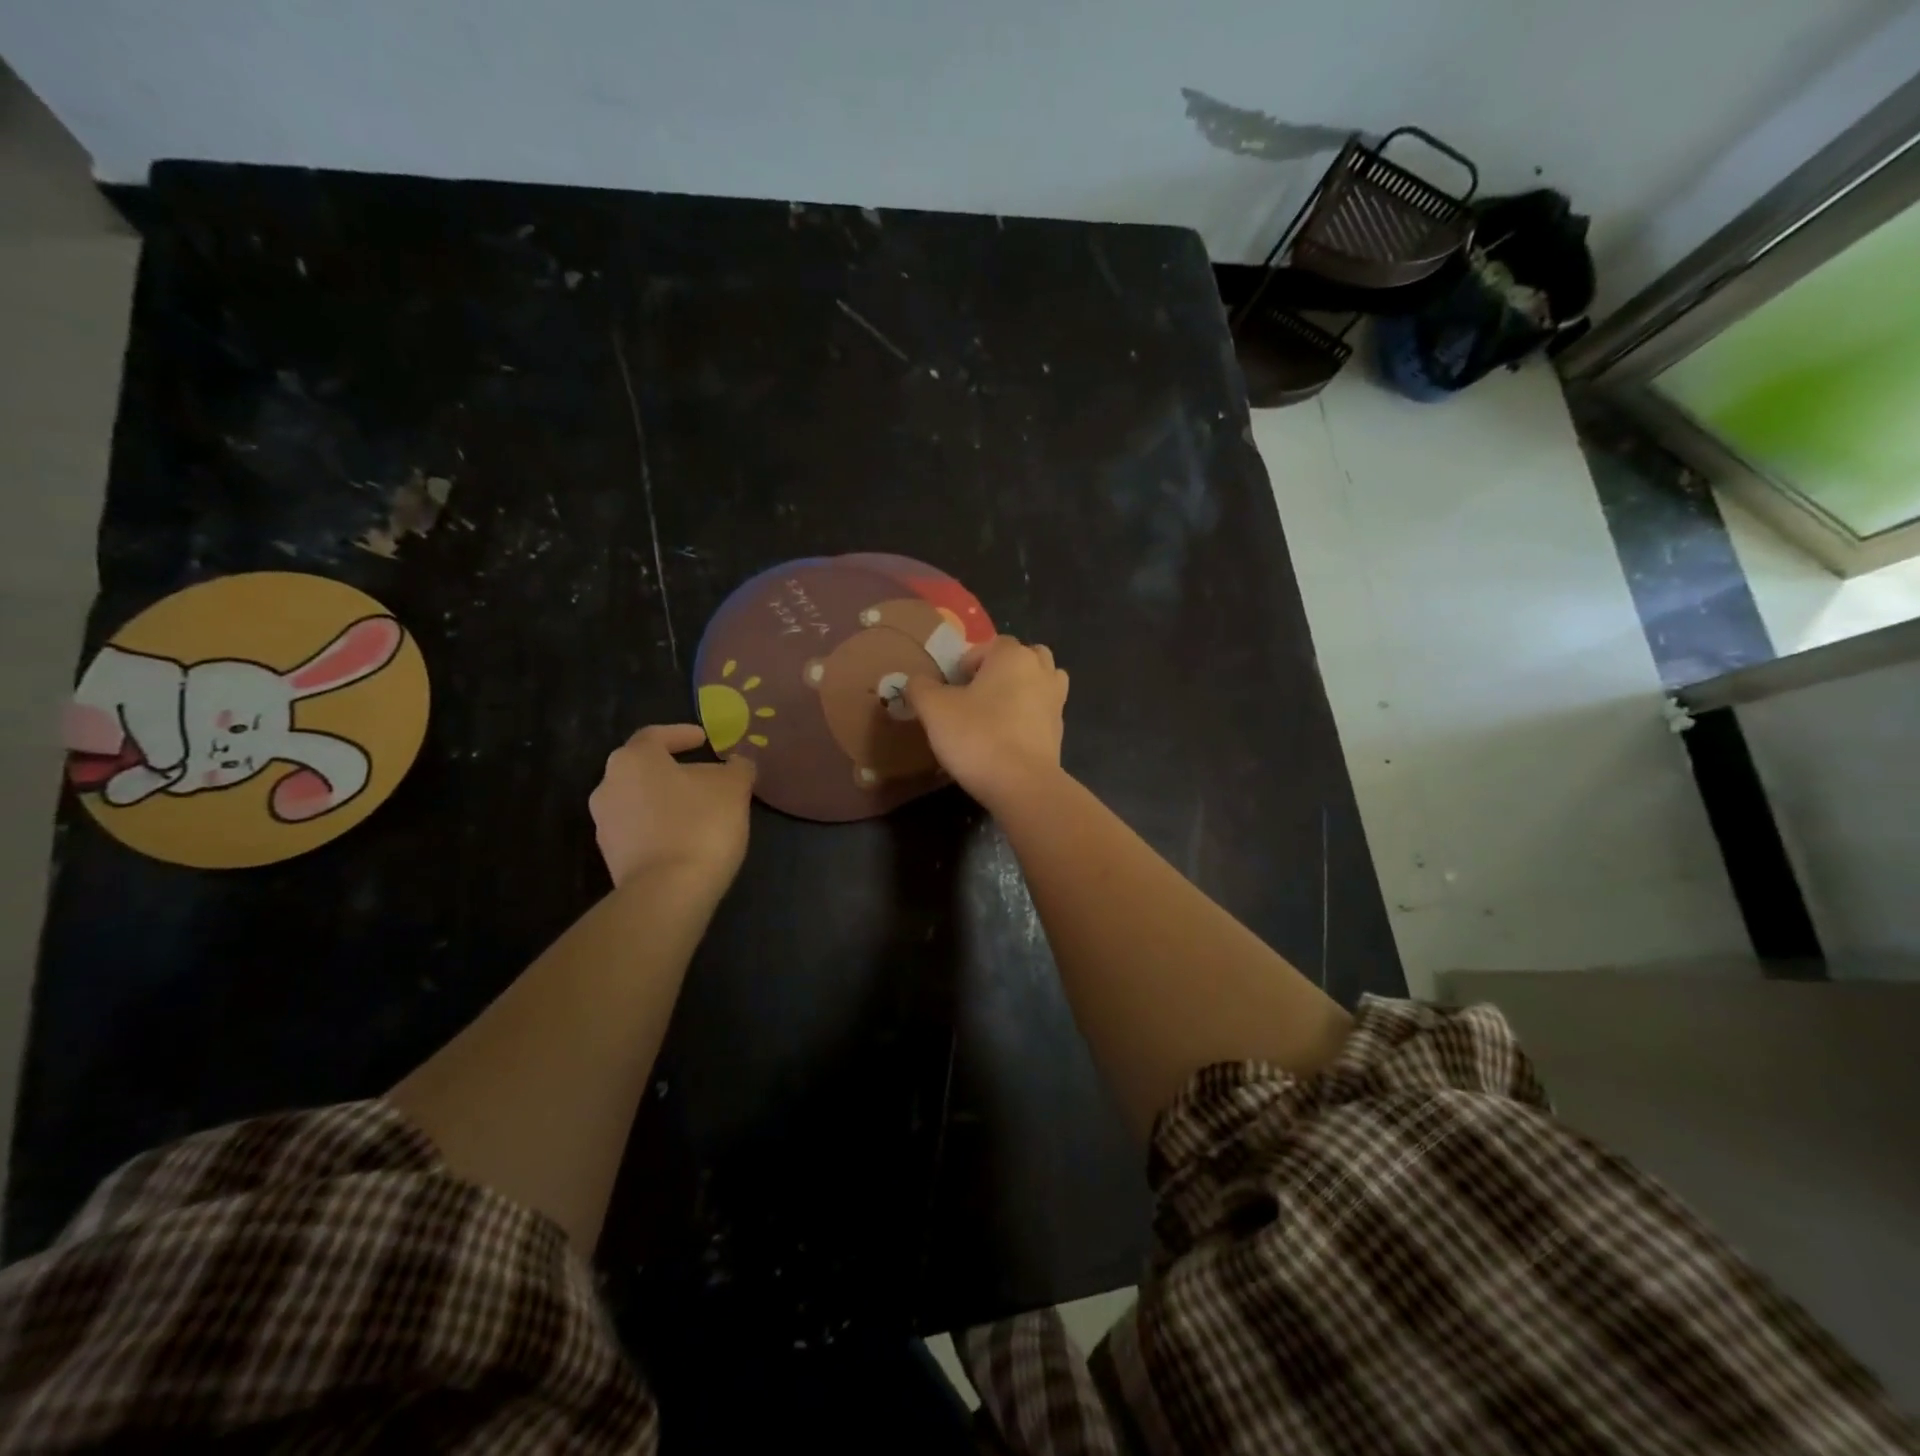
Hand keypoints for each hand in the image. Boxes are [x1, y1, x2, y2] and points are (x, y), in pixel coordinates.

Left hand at [590, 724, 755, 885]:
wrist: (667, 892)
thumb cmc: (700, 824)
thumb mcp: (733, 788)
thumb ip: (737, 768)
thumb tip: (737, 763)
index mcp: (634, 759)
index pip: (655, 735)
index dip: (681, 734)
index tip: (704, 739)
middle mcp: (608, 785)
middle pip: (644, 768)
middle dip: (674, 769)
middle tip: (706, 776)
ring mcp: (605, 823)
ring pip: (640, 800)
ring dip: (667, 800)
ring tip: (700, 809)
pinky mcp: (611, 856)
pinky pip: (639, 829)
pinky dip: (661, 826)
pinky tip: (687, 837)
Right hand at [904, 636, 1067, 810]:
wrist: (1022, 785)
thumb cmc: (977, 737)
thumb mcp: (934, 710)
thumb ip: (921, 688)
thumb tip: (917, 681)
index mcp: (1013, 657)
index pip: (991, 644)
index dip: (969, 661)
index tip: (953, 686)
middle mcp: (1041, 671)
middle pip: (1024, 657)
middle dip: (1003, 669)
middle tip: (978, 693)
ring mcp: (1056, 702)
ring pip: (1043, 682)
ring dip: (1024, 689)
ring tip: (999, 711)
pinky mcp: (1060, 732)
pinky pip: (1043, 713)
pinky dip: (1030, 717)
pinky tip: (1008, 738)